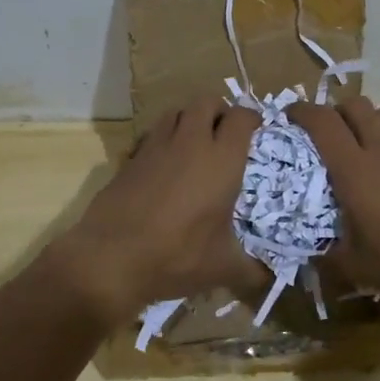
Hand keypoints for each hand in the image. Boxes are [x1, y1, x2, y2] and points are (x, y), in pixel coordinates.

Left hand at [51, 98, 264, 323]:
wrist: (112, 257)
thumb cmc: (178, 256)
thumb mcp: (222, 268)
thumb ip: (251, 270)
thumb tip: (267, 278)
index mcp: (222, 160)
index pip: (241, 117)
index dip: (251, 117)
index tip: (255, 128)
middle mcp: (190, 143)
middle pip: (206, 102)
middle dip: (218, 110)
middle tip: (224, 132)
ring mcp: (155, 146)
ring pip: (176, 112)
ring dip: (189, 119)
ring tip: (195, 143)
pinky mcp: (130, 158)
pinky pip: (151, 134)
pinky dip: (162, 139)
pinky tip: (164, 165)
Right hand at [288, 97, 379, 315]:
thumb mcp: (356, 268)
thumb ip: (327, 257)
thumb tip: (309, 256)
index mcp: (354, 169)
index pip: (323, 122)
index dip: (301, 112)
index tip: (286, 117)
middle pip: (354, 105)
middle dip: (332, 110)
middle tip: (318, 133)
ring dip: (360, 119)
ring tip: (349, 144)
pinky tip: (378, 168)